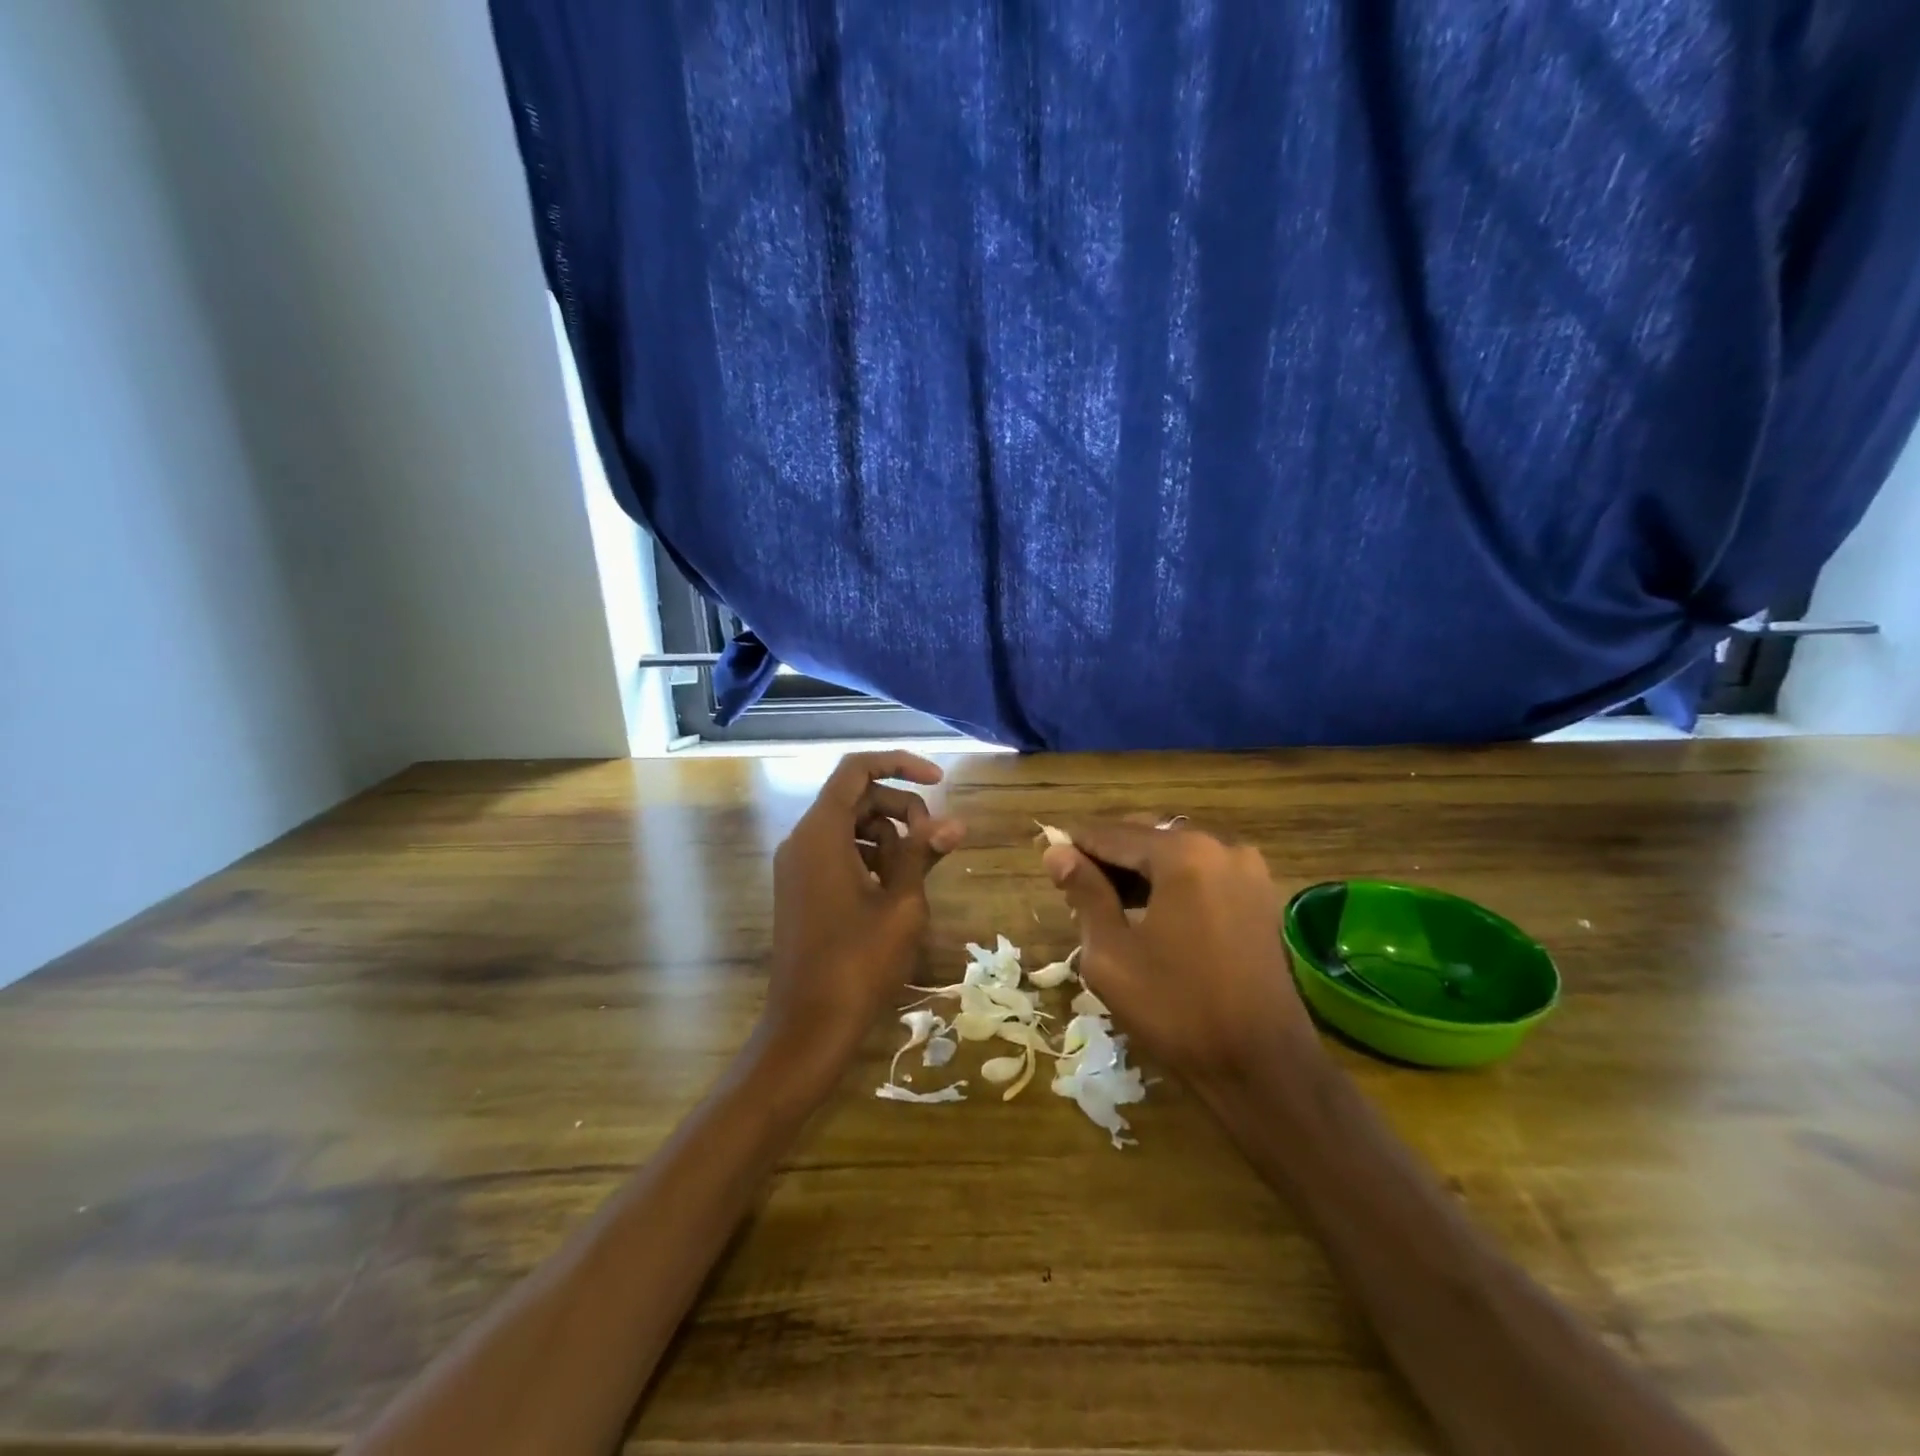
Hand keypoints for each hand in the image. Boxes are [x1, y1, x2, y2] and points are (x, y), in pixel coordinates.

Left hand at [761, 752, 964, 1059]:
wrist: (808, 1026)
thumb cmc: (859, 962)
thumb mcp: (902, 903)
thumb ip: (923, 853)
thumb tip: (955, 823)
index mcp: (821, 832)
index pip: (857, 769)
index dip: (901, 764)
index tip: (940, 781)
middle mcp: (802, 839)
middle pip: (857, 797)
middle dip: (902, 809)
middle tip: (935, 842)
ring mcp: (797, 865)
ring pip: (850, 826)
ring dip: (889, 838)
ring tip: (915, 877)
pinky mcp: (801, 888)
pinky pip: (838, 852)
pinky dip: (870, 858)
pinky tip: (892, 891)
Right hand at [1043, 823, 1316, 1088]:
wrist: (1262, 1067)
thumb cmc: (1177, 1010)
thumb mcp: (1112, 954)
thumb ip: (1084, 893)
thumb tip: (1057, 852)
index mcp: (1183, 854)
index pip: (1112, 834)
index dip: (1074, 845)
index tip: (1044, 857)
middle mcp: (1220, 847)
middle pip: (1146, 836)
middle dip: (1107, 857)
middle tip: (1072, 888)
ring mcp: (1247, 870)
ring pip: (1174, 853)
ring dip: (1137, 870)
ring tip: (1104, 903)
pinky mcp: (1260, 896)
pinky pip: (1201, 872)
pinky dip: (1169, 882)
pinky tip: (1146, 911)